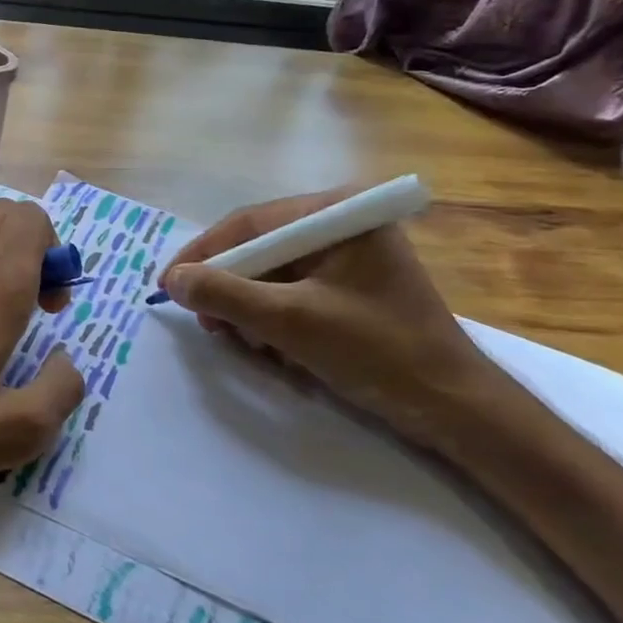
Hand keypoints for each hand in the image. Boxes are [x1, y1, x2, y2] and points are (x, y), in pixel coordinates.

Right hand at [157, 186, 494, 442]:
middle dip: (228, 289)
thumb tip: (173, 279)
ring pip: (271, 275)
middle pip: (258, 249)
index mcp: (336, 214)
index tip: (167, 286)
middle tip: (207, 325)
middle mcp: (341, 224)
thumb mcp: (290, 321)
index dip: (201, 255)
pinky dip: (273, 320)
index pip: (248, 224)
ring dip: (248, 309)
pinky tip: (274, 349)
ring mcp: (348, 257)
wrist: (455, 408)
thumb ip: (225, 294)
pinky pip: (292, 294)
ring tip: (242, 343)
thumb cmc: (376, 352)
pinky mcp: (351, 288)